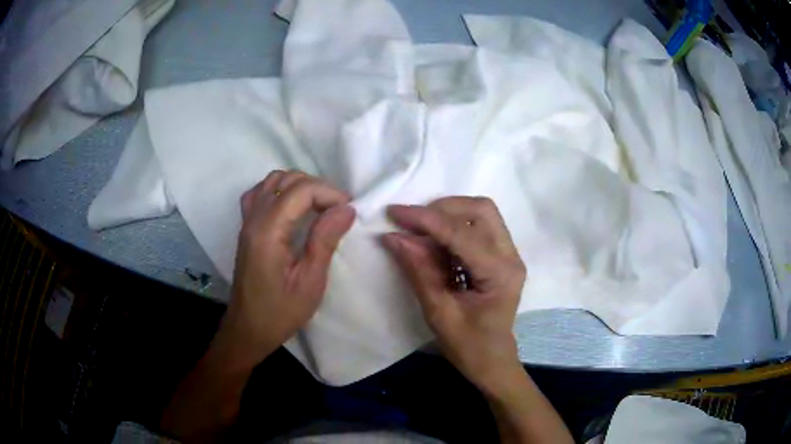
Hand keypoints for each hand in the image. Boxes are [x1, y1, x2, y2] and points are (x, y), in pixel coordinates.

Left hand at [220, 170, 355, 367]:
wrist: (248, 329)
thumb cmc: (280, 312)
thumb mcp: (310, 281)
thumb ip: (325, 240)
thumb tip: (346, 208)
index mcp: (268, 231)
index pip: (301, 190)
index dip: (329, 193)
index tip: (349, 211)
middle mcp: (254, 218)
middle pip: (287, 180)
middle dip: (318, 187)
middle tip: (338, 210)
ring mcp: (247, 221)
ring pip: (273, 181)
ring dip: (300, 185)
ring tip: (320, 206)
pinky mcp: (246, 228)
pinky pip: (260, 193)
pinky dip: (280, 190)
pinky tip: (293, 207)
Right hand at [382, 197, 526, 394]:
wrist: (493, 362)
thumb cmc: (469, 347)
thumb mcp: (439, 313)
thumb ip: (419, 271)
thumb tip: (393, 237)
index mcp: (499, 274)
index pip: (461, 233)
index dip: (425, 220)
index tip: (394, 212)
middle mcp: (511, 257)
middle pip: (481, 209)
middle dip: (442, 209)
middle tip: (411, 223)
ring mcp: (509, 255)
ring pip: (482, 213)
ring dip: (448, 214)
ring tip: (420, 232)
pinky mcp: (502, 256)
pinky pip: (479, 227)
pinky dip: (453, 227)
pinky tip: (434, 244)